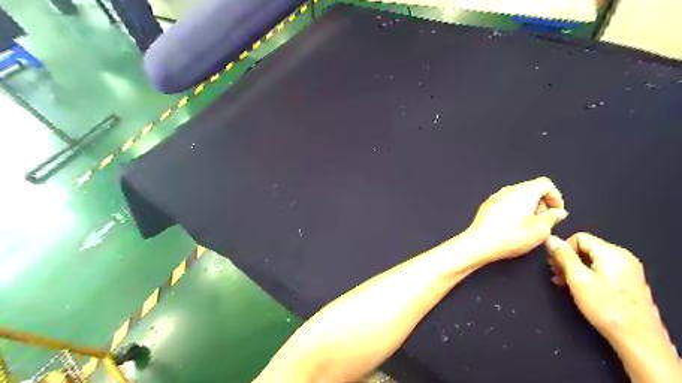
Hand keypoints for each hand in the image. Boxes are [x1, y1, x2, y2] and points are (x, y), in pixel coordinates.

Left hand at [467, 177, 568, 260]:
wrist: (480, 243)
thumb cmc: (510, 236)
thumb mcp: (541, 229)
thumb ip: (553, 217)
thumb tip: (558, 212)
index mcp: (525, 192)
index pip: (545, 183)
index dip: (555, 197)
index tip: (556, 211)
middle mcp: (509, 190)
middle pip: (531, 188)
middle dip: (541, 202)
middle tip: (544, 220)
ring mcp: (496, 197)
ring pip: (517, 196)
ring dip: (527, 207)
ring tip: (529, 225)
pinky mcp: (487, 206)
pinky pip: (505, 203)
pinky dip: (513, 210)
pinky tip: (513, 226)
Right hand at [548, 236, 681, 380]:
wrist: (637, 338)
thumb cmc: (605, 306)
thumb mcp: (577, 279)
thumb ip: (563, 256)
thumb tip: (550, 239)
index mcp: (611, 252)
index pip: (579, 237)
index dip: (562, 248)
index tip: (553, 264)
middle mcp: (622, 257)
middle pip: (586, 247)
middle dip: (567, 259)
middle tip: (556, 274)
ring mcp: (627, 269)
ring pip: (592, 259)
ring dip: (574, 268)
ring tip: (563, 282)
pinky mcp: (627, 281)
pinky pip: (601, 269)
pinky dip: (586, 274)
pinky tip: (577, 287)